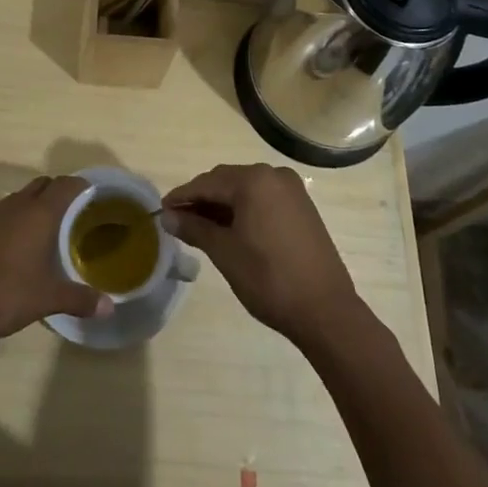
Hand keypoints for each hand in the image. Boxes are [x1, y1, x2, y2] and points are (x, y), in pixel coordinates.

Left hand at [0, 176, 111, 345]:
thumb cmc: (6, 294)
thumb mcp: (47, 299)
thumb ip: (80, 300)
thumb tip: (109, 308)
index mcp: (39, 214)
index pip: (65, 185)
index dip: (80, 186)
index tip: (92, 195)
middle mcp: (16, 206)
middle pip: (42, 185)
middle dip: (58, 192)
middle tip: (72, 212)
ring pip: (19, 199)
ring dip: (33, 206)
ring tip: (45, 229)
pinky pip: (0, 215)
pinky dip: (12, 222)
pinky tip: (13, 247)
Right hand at [164, 164, 361, 350]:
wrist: (326, 311)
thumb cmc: (269, 279)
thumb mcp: (225, 252)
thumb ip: (195, 228)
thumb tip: (168, 216)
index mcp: (254, 180)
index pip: (207, 183)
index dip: (182, 196)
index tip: (161, 210)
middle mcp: (273, 175)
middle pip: (226, 181)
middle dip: (202, 199)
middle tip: (179, 220)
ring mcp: (291, 190)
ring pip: (245, 190)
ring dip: (223, 204)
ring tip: (201, 227)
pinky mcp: (302, 207)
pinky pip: (263, 199)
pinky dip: (244, 209)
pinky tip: (231, 229)